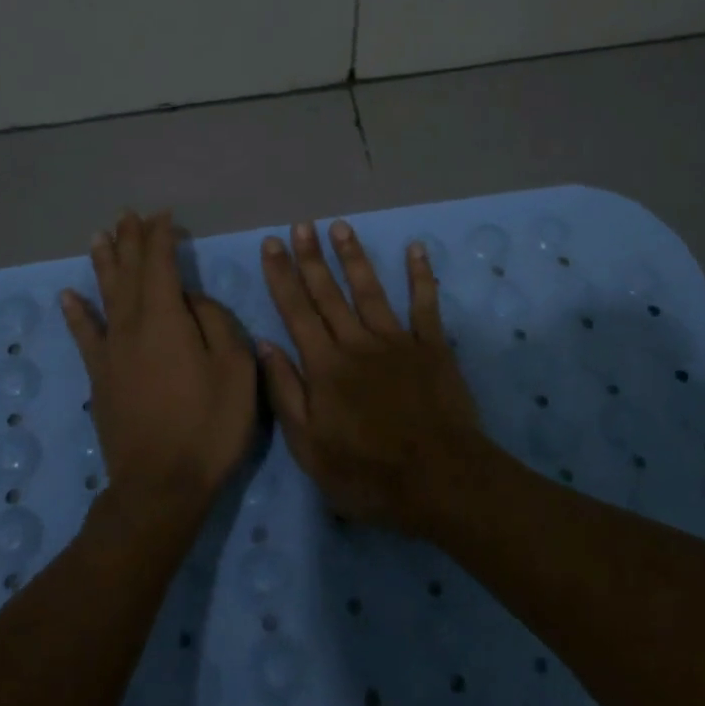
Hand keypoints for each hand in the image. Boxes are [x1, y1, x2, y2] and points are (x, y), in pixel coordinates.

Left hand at [61, 211, 257, 523]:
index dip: (160, 237)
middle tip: (127, 215)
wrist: (161, 485)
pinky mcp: (100, 378)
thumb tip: (193, 300)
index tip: (163, 217)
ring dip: (104, 263)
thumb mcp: (236, 368)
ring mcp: (111, 352)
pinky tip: (68, 296)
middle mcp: (132, 326)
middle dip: (130, 241)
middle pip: (129, 273)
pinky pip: (85, 336)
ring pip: (105, 295)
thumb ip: (216, 323)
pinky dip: (77, 314)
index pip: (160, 264)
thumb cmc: (209, 425)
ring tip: (99, 236)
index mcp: (166, 318)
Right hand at [258, 220, 495, 534]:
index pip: (296, 311)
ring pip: (370, 290)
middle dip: (311, 257)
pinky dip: (421, 275)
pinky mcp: (432, 347)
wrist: (440, 480)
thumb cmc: (367, 473)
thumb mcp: (309, 447)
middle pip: (328, 293)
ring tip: (340, 227)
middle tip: (300, 225)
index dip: (281, 276)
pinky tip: (415, 249)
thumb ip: (286, 392)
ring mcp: (397, 341)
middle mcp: (356, 343)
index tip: (271, 244)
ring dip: (354, 257)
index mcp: (324, 366)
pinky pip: (425, 304)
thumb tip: (265, 344)